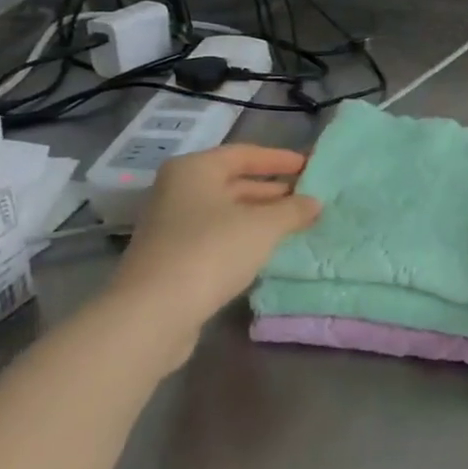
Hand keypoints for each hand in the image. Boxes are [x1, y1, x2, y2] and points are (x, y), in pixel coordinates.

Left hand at [107, 144, 319, 360]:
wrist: (152, 314)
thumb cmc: (211, 251)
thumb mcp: (264, 226)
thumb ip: (293, 210)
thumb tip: (315, 203)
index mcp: (194, 169)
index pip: (245, 154)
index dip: (280, 159)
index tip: (310, 166)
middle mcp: (178, 191)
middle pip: (233, 182)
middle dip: (272, 190)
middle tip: (308, 197)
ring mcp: (171, 226)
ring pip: (225, 212)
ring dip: (260, 216)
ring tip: (295, 223)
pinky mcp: (171, 258)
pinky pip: (216, 237)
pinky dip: (243, 238)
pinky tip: (266, 249)